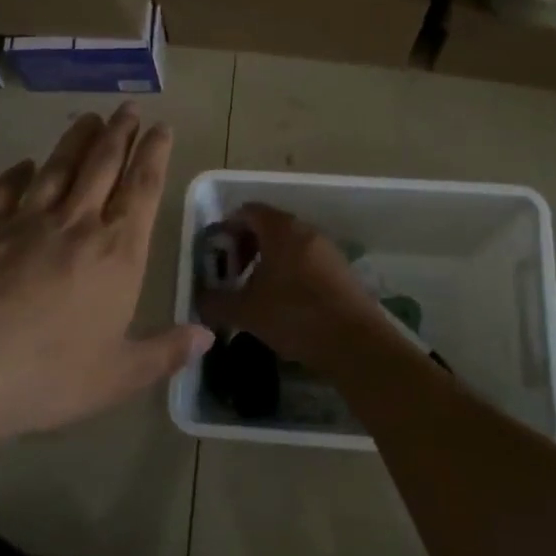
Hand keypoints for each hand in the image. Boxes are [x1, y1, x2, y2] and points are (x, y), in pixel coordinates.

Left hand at [0, 105, 209, 453]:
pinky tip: (24, 164)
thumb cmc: (44, 376)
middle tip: (128, 108)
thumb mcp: (116, 377)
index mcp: (116, 254)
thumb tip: (208, 337)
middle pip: (102, 166)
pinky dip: (18, 173)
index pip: (142, 190)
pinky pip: (4, 189)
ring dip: (76, 140)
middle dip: (119, 134)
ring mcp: (23, 221)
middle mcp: (75, 225)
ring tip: (89, 117)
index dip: (155, 154)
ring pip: (58, 168)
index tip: (162, 126)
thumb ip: (164, 353)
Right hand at [193, 204, 391, 366]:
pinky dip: (290, 274)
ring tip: (255, 293)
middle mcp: (306, 231)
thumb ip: (216, 301)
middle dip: (246, 247)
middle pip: (269, 227)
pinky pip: (307, 262)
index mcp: (281, 229)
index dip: (227, 228)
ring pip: (289, 246)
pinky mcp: (342, 272)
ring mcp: (328, 250)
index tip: (215, 254)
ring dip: (268, 262)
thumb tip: (199, 299)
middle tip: (232, 275)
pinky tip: (283, 305)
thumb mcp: (245, 311)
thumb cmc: (294, 315)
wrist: (355, 343)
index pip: (248, 211)